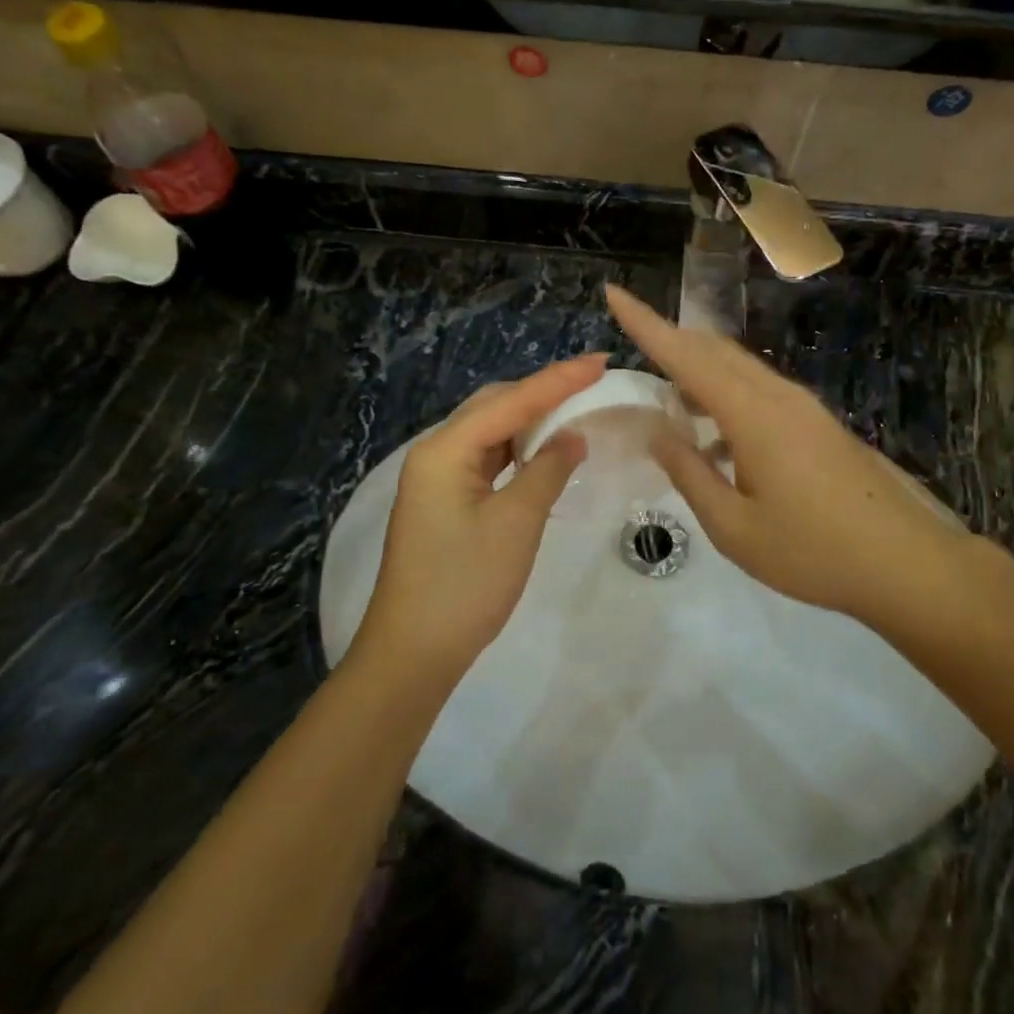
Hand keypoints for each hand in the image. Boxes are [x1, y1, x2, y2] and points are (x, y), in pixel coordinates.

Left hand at [351, 356, 604, 689]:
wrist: (412, 653)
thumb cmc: (464, 585)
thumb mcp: (516, 524)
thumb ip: (547, 470)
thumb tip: (572, 436)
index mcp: (445, 449)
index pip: (511, 401)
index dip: (558, 379)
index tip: (601, 361)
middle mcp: (435, 452)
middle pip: (494, 406)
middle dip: (542, 391)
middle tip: (590, 383)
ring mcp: (436, 477)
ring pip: (489, 431)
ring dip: (529, 419)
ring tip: (574, 408)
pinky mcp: (444, 500)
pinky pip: (485, 458)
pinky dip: (517, 449)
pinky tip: (542, 451)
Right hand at [605, 285, 974, 627]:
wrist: (905, 564)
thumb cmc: (812, 553)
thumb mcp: (733, 527)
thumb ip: (689, 473)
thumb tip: (657, 431)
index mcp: (752, 415)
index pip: (686, 356)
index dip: (645, 324)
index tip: (613, 294)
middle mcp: (778, 396)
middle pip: (713, 351)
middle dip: (669, 341)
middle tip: (632, 349)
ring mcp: (802, 407)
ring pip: (738, 369)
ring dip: (698, 372)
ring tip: (666, 400)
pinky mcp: (816, 423)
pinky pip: (759, 391)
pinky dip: (725, 396)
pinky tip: (714, 439)